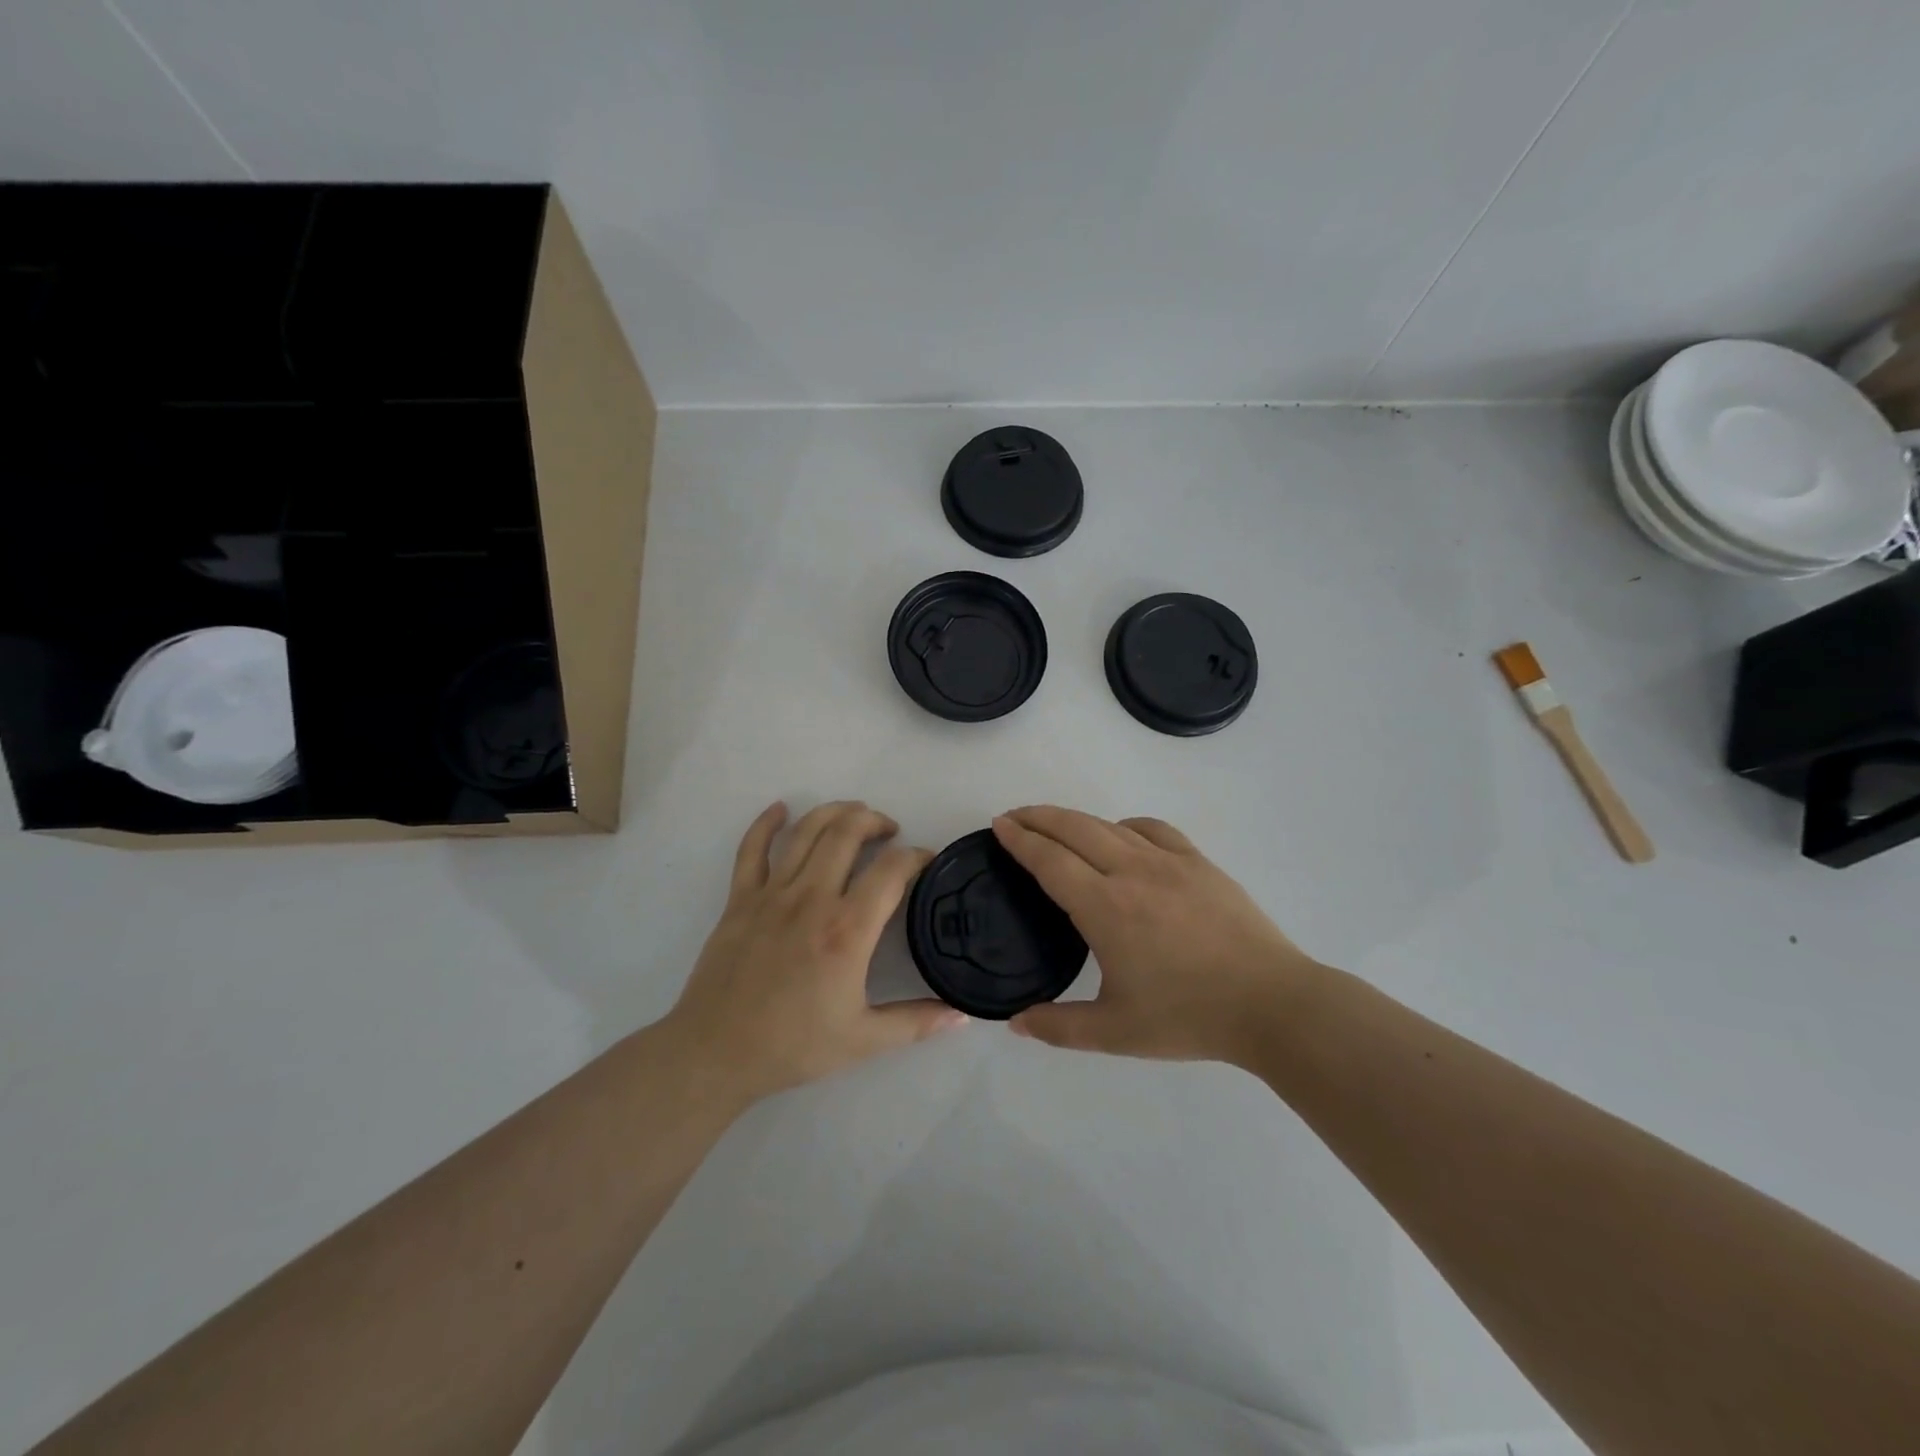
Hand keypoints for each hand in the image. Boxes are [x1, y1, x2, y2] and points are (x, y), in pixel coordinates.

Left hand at [665, 801, 966, 1103]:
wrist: (716, 1054)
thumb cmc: (793, 1046)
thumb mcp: (863, 1041)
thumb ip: (916, 1023)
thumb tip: (962, 1015)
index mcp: (847, 930)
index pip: (891, 870)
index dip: (916, 856)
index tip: (926, 860)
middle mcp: (811, 899)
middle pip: (847, 833)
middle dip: (874, 820)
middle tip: (890, 830)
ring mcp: (771, 894)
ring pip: (806, 831)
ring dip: (834, 812)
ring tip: (854, 812)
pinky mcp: (739, 899)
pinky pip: (752, 849)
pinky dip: (766, 823)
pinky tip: (780, 809)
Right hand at [992, 806, 1323, 1064]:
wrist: (1271, 1003)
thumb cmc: (1189, 1017)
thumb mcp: (1115, 1032)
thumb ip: (1059, 1027)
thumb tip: (1014, 1023)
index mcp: (1105, 908)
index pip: (1050, 860)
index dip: (1020, 839)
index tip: (999, 825)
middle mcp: (1132, 872)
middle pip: (1074, 829)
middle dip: (1038, 817)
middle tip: (1014, 817)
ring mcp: (1169, 862)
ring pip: (1110, 825)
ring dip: (1075, 819)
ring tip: (1055, 824)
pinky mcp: (1199, 862)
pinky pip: (1152, 829)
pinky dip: (1125, 825)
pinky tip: (1122, 836)